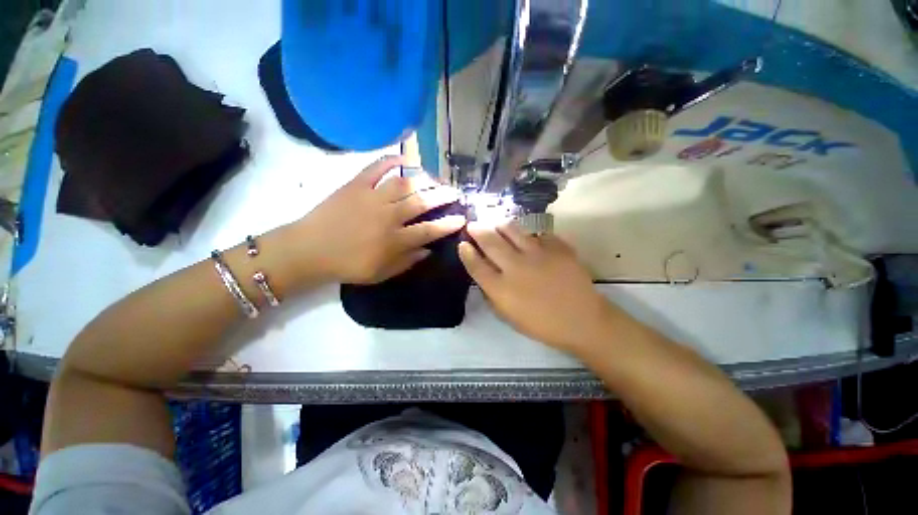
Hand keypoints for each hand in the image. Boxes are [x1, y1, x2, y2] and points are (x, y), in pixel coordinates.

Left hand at [292, 156, 464, 283]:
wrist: (309, 250)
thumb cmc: (348, 266)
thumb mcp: (381, 273)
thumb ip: (407, 261)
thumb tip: (428, 250)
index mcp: (395, 240)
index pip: (430, 230)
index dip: (448, 224)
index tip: (462, 218)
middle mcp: (388, 216)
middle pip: (422, 202)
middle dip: (443, 196)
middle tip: (455, 193)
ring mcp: (372, 197)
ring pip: (405, 183)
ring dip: (424, 180)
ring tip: (435, 179)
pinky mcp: (356, 185)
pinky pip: (376, 167)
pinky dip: (391, 160)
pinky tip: (405, 159)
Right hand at [458, 221, 615, 351]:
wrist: (582, 320)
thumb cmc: (542, 324)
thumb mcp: (508, 316)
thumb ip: (492, 294)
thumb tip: (484, 274)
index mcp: (502, 289)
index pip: (476, 265)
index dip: (467, 253)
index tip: (463, 244)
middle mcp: (515, 267)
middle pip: (490, 242)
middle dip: (478, 230)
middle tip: (473, 224)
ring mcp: (537, 254)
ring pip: (512, 230)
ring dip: (500, 225)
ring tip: (496, 224)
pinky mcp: (556, 247)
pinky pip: (538, 233)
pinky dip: (529, 234)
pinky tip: (528, 236)